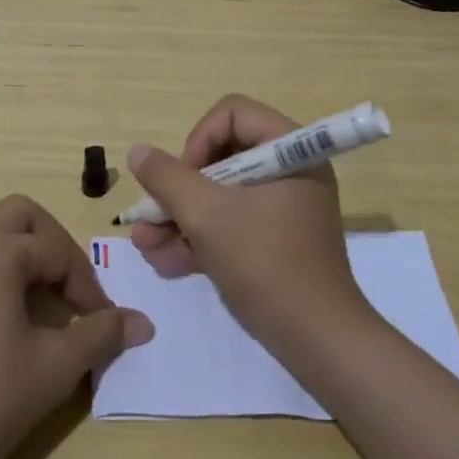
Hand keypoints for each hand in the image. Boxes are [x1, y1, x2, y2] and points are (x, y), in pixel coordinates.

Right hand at [127, 95, 375, 350]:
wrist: (319, 344)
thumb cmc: (266, 265)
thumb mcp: (207, 217)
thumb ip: (168, 179)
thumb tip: (139, 152)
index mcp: (290, 151)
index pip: (232, 114)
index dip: (198, 140)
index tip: (182, 181)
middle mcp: (290, 171)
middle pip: (221, 156)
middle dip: (179, 190)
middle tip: (151, 216)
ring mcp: (283, 208)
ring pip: (220, 195)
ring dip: (180, 219)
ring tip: (146, 248)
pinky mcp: (275, 241)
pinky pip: (231, 224)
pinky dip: (200, 239)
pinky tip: (166, 263)